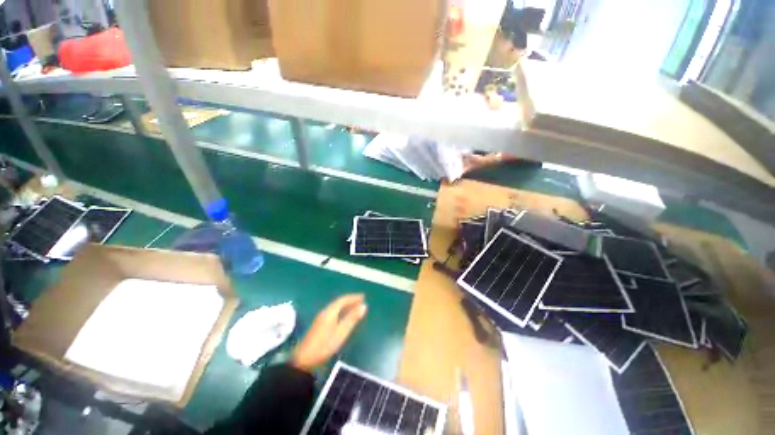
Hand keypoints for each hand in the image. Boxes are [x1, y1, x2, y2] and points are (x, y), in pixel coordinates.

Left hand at [291, 294, 367, 371]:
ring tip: (355, 307)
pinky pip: (333, 312)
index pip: (343, 299)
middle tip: (360, 301)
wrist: (303, 360)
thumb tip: (364, 306)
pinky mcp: (319, 324)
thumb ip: (352, 318)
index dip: (354, 297)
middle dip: (350, 300)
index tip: (363, 296)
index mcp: (330, 311)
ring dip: (345, 306)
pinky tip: (343, 316)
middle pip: (339, 302)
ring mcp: (321, 318)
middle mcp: (325, 311)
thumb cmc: (325, 345)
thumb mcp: (341, 332)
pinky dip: (341, 311)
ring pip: (335, 307)